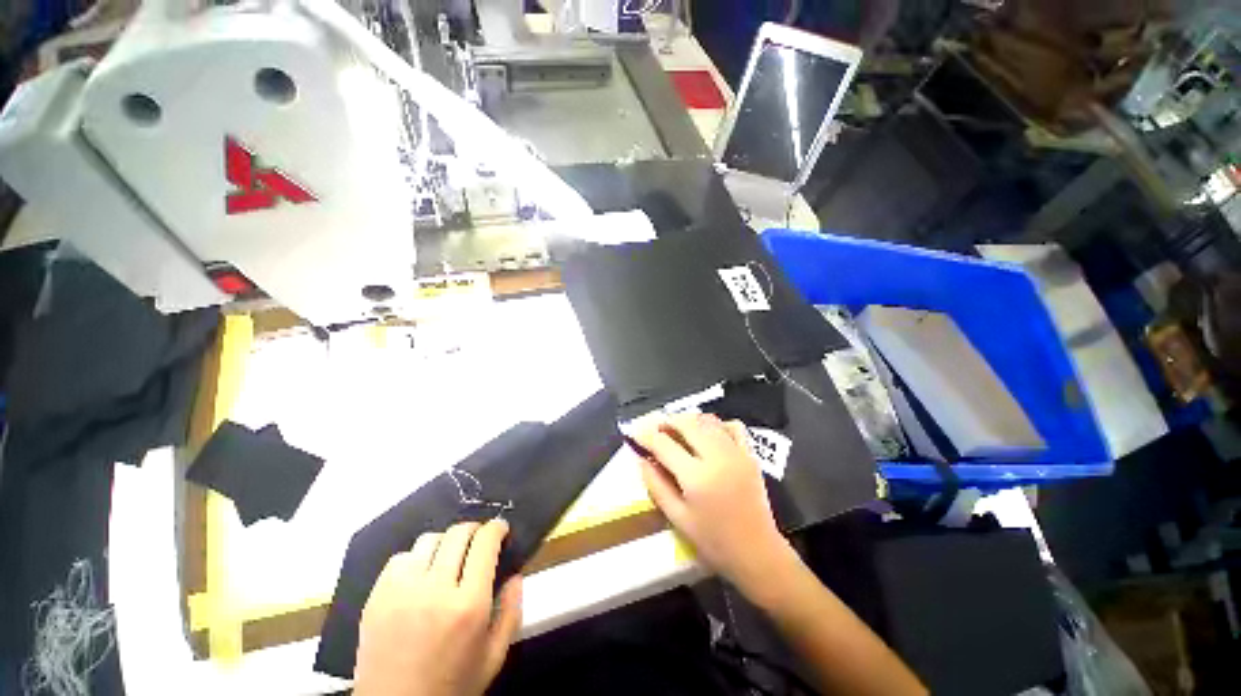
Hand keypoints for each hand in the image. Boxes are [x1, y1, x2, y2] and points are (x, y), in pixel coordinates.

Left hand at [353, 520, 522, 695]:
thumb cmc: (451, 686)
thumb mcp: (494, 656)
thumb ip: (512, 611)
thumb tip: (516, 574)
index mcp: (468, 605)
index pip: (485, 542)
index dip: (497, 528)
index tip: (501, 530)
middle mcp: (435, 590)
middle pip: (459, 533)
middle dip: (475, 530)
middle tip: (478, 542)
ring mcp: (401, 592)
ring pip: (430, 539)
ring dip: (446, 543)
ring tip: (448, 560)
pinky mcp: (376, 597)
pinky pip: (400, 557)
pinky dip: (416, 559)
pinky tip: (420, 576)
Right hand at [633, 413, 796, 594]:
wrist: (757, 553)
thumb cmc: (713, 542)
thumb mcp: (678, 518)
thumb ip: (657, 486)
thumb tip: (643, 460)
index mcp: (697, 476)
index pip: (664, 444)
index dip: (646, 435)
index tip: (634, 432)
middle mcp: (717, 457)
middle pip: (686, 423)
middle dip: (666, 421)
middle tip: (655, 429)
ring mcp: (736, 452)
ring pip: (707, 421)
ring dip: (688, 420)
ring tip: (676, 431)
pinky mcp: (750, 454)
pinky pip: (732, 426)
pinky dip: (716, 424)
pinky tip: (707, 434)